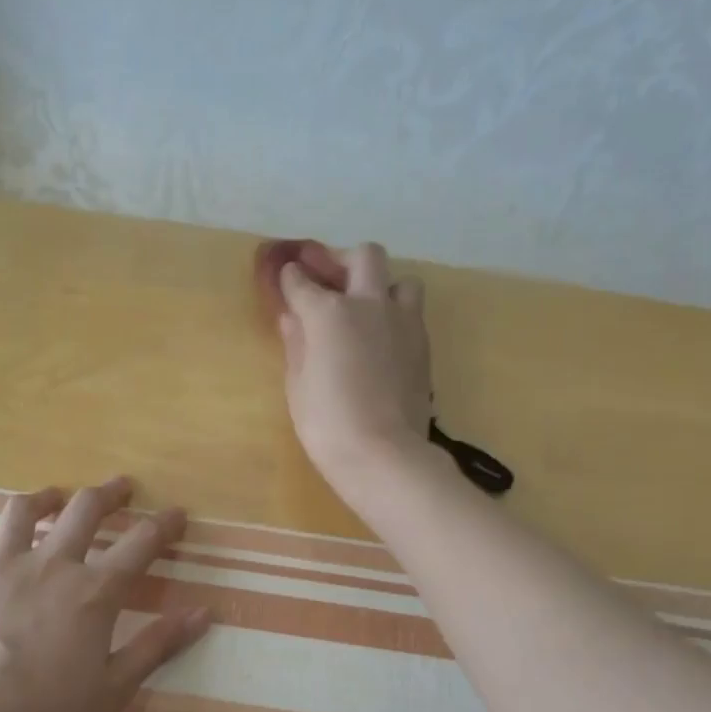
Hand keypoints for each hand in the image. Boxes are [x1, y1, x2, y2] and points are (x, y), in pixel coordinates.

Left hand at [0, 477, 210, 711]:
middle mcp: (48, 566)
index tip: (177, 514)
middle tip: (121, 487)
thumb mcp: (114, 690)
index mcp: (92, 593)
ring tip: (54, 498)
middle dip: (109, 492)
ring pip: (23, 512)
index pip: (140, 542)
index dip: (164, 524)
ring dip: (46, 499)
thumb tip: (204, 614)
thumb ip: (157, 646)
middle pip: (84, 509)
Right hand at [273, 241, 433, 494]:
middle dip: (344, 260)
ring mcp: (403, 322)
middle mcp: (369, 304)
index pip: (302, 281)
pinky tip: (382, 340)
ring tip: (367, 311)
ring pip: (401, 280)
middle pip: (364, 257)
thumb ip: (296, 344)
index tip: (287, 277)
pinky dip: (395, 316)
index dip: (290, 277)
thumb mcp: (298, 385)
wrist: (384, 455)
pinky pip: (412, 313)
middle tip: (331, 280)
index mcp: (329, 312)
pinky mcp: (423, 345)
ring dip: (382, 287)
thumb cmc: (327, 423)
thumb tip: (292, 319)